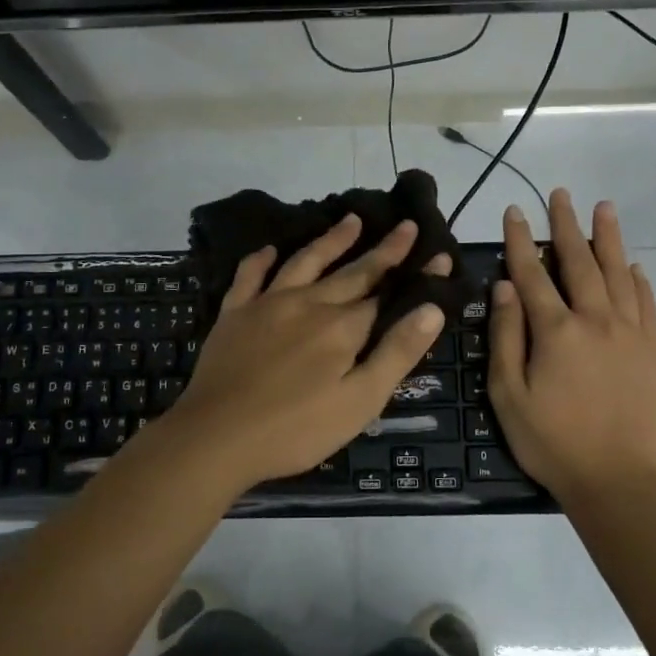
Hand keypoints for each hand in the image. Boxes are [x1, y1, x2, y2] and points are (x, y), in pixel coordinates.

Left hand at [161, 214, 450, 492]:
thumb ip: (396, 352)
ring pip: (305, 262)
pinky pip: (249, 276)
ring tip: (351, 219)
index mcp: (342, 328)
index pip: (387, 294)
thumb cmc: (296, 429)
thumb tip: (432, 308)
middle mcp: (308, 303)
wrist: (217, 437)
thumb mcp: (360, 401)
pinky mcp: (234, 313)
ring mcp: (267, 304)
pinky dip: (261, 259)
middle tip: (405, 225)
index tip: (438, 253)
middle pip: (352, 272)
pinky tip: (270, 249)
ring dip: (331, 240)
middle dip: (383, 250)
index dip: (414, 276)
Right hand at [488, 190, 655, 502]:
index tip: (514, 211)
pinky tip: (634, 266)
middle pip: (579, 262)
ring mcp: (631, 334)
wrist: (617, 481)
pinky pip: (647, 305)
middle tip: (562, 194)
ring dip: (609, 239)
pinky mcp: (654, 352)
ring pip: (619, 274)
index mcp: (556, 331)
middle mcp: (596, 321)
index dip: (520, 240)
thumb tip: (505, 287)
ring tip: (604, 208)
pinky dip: (639, 281)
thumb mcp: (508, 394)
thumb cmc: (551, 441)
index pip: (533, 273)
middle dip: (566, 225)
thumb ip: (507, 336)